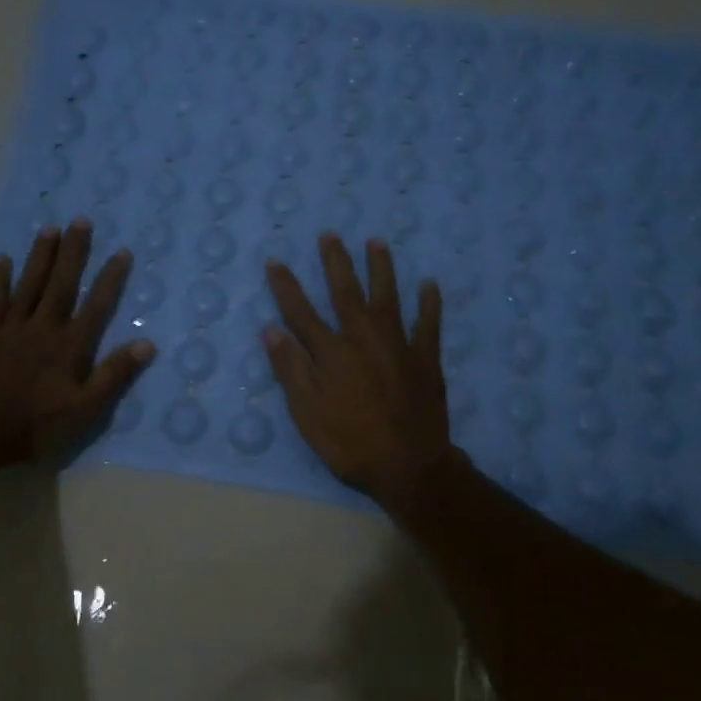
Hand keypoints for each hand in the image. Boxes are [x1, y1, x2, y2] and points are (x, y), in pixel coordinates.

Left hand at [0, 219, 154, 468]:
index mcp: (69, 345)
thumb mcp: (85, 410)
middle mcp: (42, 327)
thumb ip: (114, 375)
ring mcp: (10, 328)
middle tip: (81, 220)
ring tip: (50, 228)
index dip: (110, 278)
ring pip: (29, 284)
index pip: (96, 305)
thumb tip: (147, 344)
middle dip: (73, 252)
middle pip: (61, 283)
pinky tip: (2, 260)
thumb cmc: (35, 426)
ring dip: (40, 256)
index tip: (121, 251)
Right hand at [262, 234, 457, 509]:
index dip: (286, 286)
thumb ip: (290, 369)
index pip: (301, 311)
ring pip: (388, 297)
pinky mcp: (426, 359)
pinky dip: (430, 303)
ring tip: (377, 242)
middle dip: (336, 262)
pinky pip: (429, 324)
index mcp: (331, 352)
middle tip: (331, 234)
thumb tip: (270, 329)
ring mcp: (398, 345)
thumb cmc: (350, 443)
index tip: (276, 261)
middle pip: (346, 292)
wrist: (409, 466)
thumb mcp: (307, 413)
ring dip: (381, 268)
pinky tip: (430, 284)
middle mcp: (363, 338)